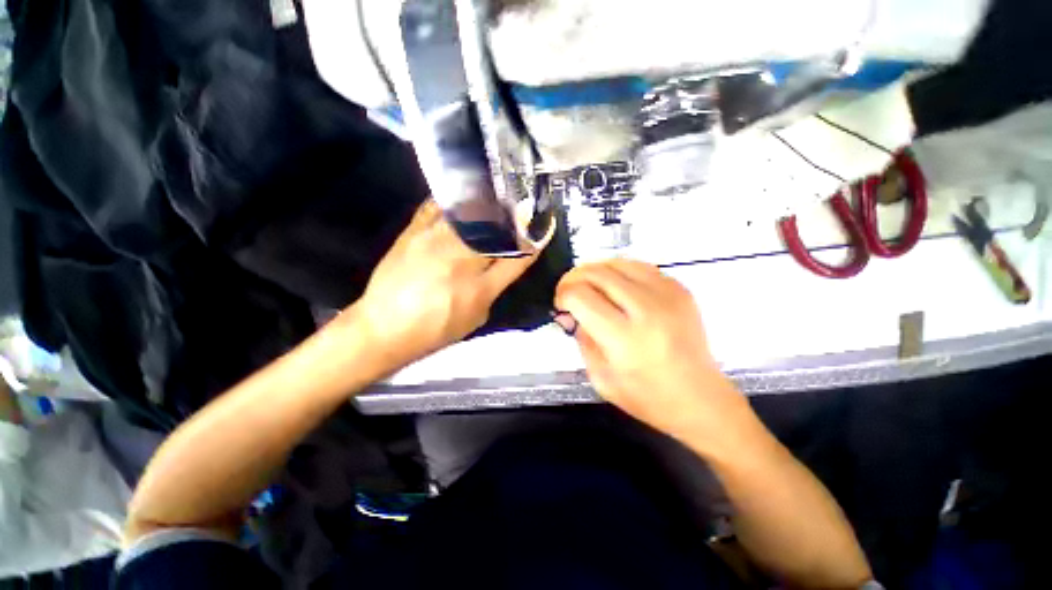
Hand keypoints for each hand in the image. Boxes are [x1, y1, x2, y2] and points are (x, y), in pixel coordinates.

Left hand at [351, 200, 546, 369]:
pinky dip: (453, 201)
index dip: (534, 240)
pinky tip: (461, 199)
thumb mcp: (476, 317)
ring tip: (495, 196)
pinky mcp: (413, 232)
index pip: (517, 257)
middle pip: (495, 229)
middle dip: (513, 216)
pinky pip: (436, 206)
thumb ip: (494, 289)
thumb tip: (504, 264)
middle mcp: (462, 260)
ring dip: (487, 203)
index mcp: (480, 287)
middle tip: (521, 206)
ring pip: (470, 213)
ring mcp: (435, 241)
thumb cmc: (435, 329)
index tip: (544, 226)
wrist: (385, 327)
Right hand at [554, 259, 743, 439]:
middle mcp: (646, 310)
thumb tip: (570, 311)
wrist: (701, 399)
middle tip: (570, 291)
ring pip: (617, 262)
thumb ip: (581, 339)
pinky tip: (616, 285)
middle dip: (574, 278)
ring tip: (590, 286)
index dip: (562, 294)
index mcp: (623, 338)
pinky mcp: (680, 289)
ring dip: (595, 271)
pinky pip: (639, 266)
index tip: (561, 304)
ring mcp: (667, 295)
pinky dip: (619, 271)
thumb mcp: (600, 378)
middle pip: (596, 273)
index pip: (580, 296)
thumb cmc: (647, 398)